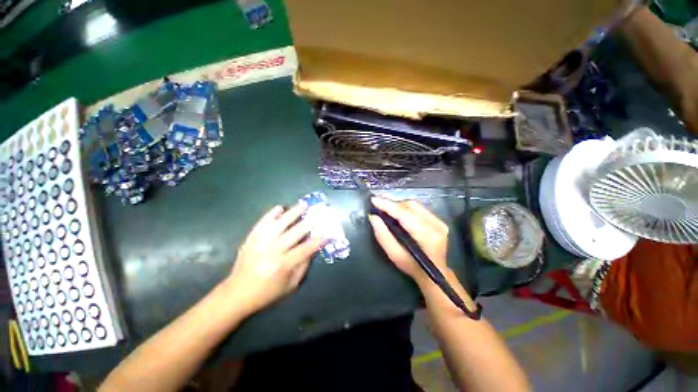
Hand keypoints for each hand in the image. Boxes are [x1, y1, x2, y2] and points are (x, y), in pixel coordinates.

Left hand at [225, 202, 325, 316]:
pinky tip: (280, 207)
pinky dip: (271, 214)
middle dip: (309, 222)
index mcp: (283, 265)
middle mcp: (272, 251)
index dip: (318, 240)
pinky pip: (262, 223)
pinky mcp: (251, 239)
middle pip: (295, 232)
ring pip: (280, 223)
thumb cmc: (267, 292)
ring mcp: (260, 242)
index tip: (328, 233)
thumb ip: (303, 266)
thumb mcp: (291, 285)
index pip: (306, 248)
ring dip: (293, 213)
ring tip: (303, 204)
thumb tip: (312, 249)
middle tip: (319, 213)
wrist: (237, 293)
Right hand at [368, 197, 448, 286]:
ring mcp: (439, 222)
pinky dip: (406, 208)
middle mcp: (436, 225)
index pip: (404, 214)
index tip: (374, 199)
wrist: (434, 273)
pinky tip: (398, 213)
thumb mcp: (394, 255)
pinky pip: (419, 208)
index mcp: (426, 235)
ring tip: (386, 209)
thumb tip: (373, 217)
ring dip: (398, 205)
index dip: (388, 205)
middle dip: (392, 204)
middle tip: (378, 206)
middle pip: (410, 206)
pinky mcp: (439, 220)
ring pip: (414, 205)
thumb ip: (383, 236)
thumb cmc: (413, 267)